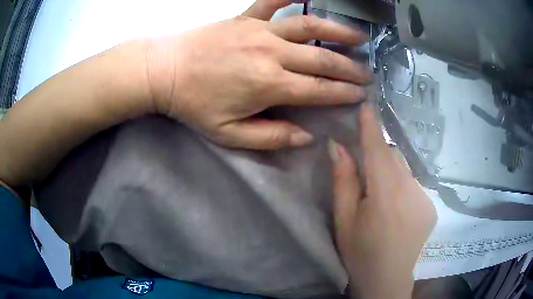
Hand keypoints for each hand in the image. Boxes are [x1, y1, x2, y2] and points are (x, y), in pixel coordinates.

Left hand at [146, 0, 370, 149]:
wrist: (165, 72)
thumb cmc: (194, 104)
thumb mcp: (229, 134)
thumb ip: (271, 137)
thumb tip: (307, 136)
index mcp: (269, 85)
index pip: (319, 90)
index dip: (343, 93)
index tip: (361, 95)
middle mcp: (272, 54)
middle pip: (321, 58)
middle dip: (349, 67)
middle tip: (368, 72)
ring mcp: (259, 31)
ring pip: (308, 27)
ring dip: (336, 30)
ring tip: (358, 36)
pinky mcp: (245, 18)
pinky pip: (272, 1)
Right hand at [329, 104, 436, 298]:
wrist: (390, 281)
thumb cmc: (361, 254)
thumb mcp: (345, 220)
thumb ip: (344, 180)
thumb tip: (338, 146)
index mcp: (385, 192)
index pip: (377, 148)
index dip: (371, 125)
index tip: (366, 105)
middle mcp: (410, 188)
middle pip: (393, 156)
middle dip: (378, 154)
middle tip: (364, 171)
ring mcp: (424, 197)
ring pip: (404, 169)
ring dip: (391, 172)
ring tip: (381, 198)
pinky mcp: (430, 206)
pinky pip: (413, 184)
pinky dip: (402, 186)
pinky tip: (396, 210)